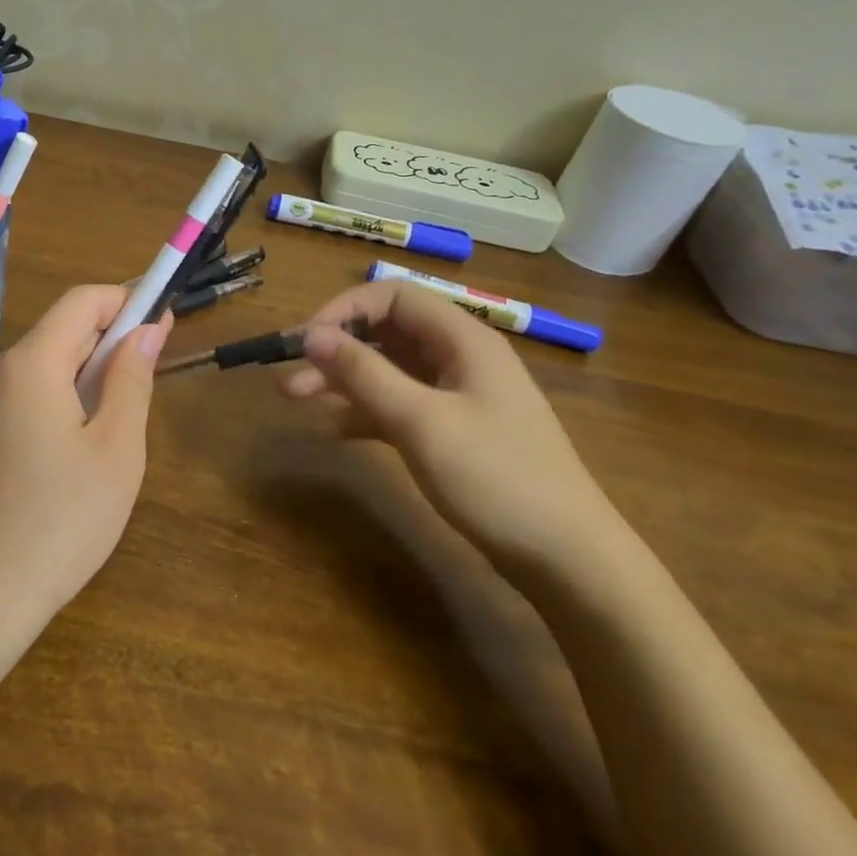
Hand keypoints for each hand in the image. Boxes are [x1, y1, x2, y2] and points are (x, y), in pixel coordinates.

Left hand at [0, 285, 171, 634]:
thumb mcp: (116, 449)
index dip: (125, 301)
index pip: (81, 302)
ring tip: (109, 425)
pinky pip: (17, 394)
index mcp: (28, 363)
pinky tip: (68, 448)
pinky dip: (51, 398)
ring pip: (39, 366)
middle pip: (58, 333)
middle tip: (144, 381)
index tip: (161, 322)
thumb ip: (131, 377)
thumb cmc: (62, 521)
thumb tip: (146, 328)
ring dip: (80, 376)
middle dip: (105, 343)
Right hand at [281, 281, 627, 580]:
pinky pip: (397, 405)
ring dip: (342, 379)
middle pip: (386, 332)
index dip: (344, 309)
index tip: (305, 341)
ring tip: (296, 399)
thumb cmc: (495, 477)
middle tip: (289, 375)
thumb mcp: (421, 421)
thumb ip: (363, 373)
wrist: (567, 559)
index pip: (393, 296)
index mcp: (462, 340)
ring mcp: (456, 396)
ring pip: (388, 370)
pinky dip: (363, 411)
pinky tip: (332, 430)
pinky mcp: (451, 431)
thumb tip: (310, 335)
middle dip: (336, 348)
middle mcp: (458, 358)